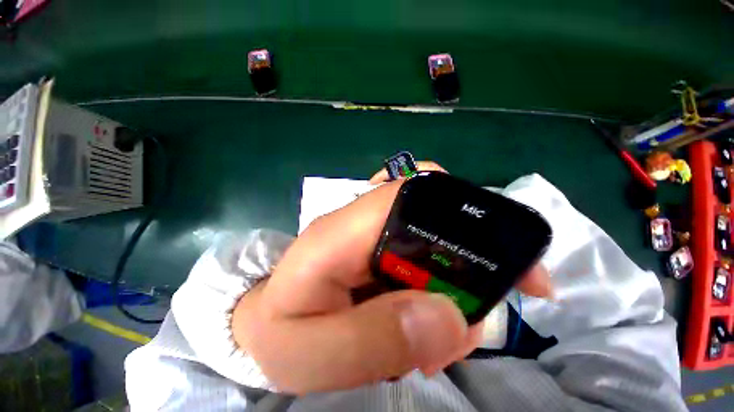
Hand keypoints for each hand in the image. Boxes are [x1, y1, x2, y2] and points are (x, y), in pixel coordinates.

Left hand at [232, 163, 551, 393]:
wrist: (265, 325)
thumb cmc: (278, 337)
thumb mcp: (312, 355)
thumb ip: (373, 338)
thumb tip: (446, 316)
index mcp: (340, 233)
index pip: (407, 195)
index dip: (461, 213)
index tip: (512, 261)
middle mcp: (361, 222)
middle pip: (432, 213)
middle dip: (471, 258)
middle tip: (481, 311)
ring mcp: (372, 234)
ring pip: (434, 238)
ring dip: (456, 283)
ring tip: (444, 334)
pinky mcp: (379, 250)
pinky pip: (424, 258)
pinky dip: (441, 289)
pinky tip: (430, 323)